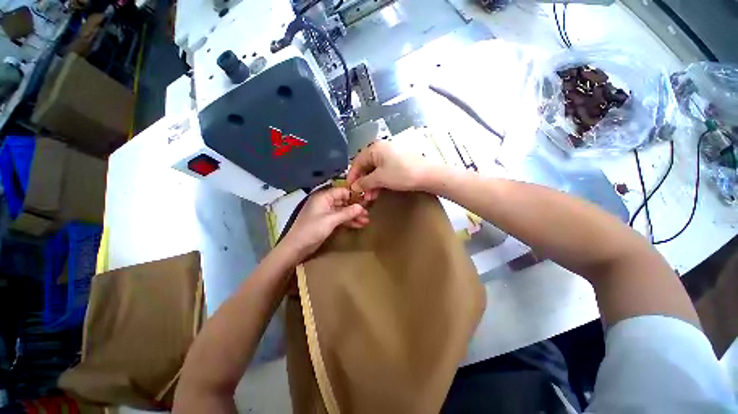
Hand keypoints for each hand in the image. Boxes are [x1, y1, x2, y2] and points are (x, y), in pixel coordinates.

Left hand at [281, 187, 368, 260]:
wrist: (297, 247)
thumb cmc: (312, 229)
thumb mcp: (331, 220)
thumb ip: (347, 213)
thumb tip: (362, 207)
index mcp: (323, 197)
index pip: (342, 191)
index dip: (354, 195)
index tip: (366, 200)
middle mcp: (325, 202)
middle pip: (344, 201)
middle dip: (355, 208)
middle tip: (368, 213)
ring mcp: (326, 212)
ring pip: (343, 211)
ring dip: (354, 216)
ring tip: (366, 221)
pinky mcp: (327, 221)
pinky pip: (340, 218)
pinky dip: (349, 221)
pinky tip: (359, 225)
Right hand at [346, 141, 434, 199]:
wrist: (428, 175)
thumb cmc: (401, 174)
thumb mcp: (380, 179)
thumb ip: (364, 182)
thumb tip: (354, 186)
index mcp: (375, 148)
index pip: (357, 162)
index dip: (352, 176)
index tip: (350, 188)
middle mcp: (382, 149)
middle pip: (366, 166)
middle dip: (363, 182)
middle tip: (362, 195)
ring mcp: (392, 155)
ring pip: (376, 170)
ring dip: (372, 184)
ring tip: (371, 197)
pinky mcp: (399, 162)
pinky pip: (385, 171)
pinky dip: (381, 181)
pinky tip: (379, 191)